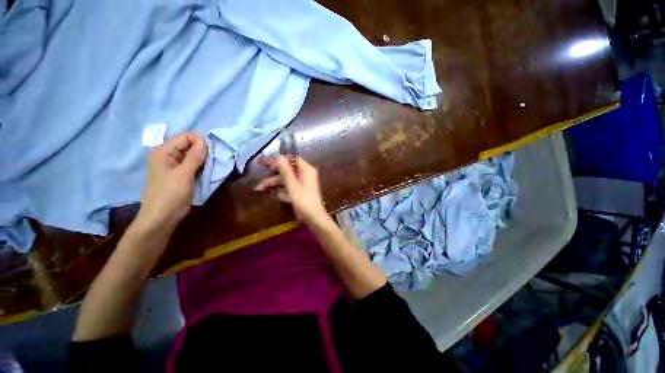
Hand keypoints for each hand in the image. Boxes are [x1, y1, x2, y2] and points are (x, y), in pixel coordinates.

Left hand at [137, 132, 207, 230]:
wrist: (162, 216)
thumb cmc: (170, 193)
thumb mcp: (184, 173)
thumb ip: (195, 156)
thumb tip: (205, 141)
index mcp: (163, 151)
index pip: (185, 137)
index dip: (199, 141)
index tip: (212, 151)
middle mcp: (167, 155)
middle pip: (188, 145)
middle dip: (202, 150)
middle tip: (213, 160)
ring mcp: (174, 166)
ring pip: (192, 155)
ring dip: (203, 159)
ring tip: (211, 166)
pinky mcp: (180, 175)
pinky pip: (193, 165)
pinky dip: (201, 166)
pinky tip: (207, 171)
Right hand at [254, 156, 329, 225]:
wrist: (313, 217)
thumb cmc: (304, 200)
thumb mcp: (292, 185)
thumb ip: (285, 171)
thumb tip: (279, 157)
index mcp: (306, 170)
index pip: (292, 159)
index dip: (279, 160)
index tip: (267, 162)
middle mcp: (305, 175)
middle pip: (287, 170)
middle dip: (273, 174)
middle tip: (259, 171)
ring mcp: (303, 184)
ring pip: (286, 180)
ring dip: (274, 184)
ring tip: (259, 188)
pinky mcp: (300, 192)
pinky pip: (289, 188)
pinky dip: (281, 191)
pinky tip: (271, 194)